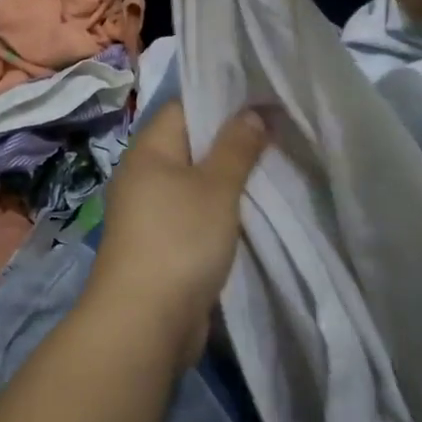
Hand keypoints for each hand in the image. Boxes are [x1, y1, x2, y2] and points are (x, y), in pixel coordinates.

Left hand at [88, 102, 267, 372]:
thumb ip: (237, 147)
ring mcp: (150, 210)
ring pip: (196, 180)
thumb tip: (253, 111)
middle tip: (278, 133)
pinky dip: (220, 208)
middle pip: (192, 143)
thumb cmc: (180, 239)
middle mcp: (143, 174)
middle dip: (232, 140)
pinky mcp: (161, 243)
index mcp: (148, 149)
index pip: (185, 106)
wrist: (145, 322)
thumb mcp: (216, 187)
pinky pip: (195, 211)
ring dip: (229, 178)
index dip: (222, 99)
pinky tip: (252, 209)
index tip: (263, 99)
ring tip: (273, 167)